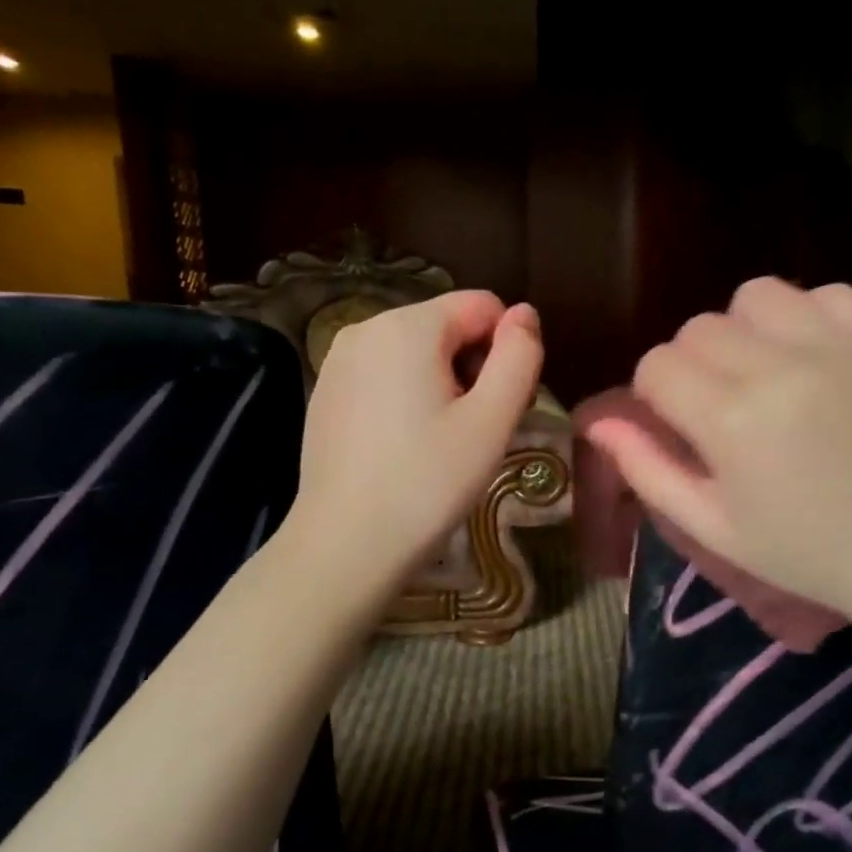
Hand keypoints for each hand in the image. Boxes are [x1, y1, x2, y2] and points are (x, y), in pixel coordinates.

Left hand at [291, 291, 542, 581]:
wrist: (345, 545)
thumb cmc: (428, 482)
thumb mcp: (492, 421)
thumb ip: (519, 356)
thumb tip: (525, 314)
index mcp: (408, 325)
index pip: (484, 306)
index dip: (506, 352)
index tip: (499, 408)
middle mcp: (366, 327)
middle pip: (448, 326)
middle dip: (473, 368)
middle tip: (474, 432)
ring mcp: (338, 360)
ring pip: (417, 352)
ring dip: (443, 385)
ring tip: (441, 443)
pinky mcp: (326, 392)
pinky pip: (385, 375)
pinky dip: (407, 398)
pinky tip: (405, 447)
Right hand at [583, 277, 851, 624]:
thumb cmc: (807, 553)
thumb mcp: (713, 528)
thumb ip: (648, 471)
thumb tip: (600, 424)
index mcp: (729, 421)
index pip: (657, 364)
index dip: (657, 393)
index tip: (680, 422)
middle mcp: (777, 367)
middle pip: (699, 328)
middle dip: (695, 364)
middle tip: (723, 405)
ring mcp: (836, 345)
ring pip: (757, 296)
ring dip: (747, 330)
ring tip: (767, 371)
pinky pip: (827, 292)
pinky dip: (810, 316)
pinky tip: (817, 357)